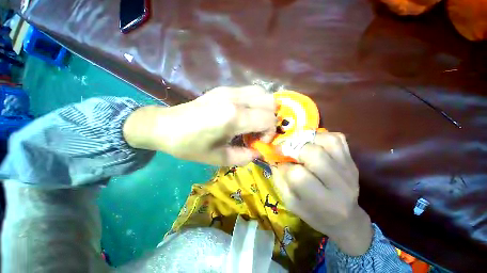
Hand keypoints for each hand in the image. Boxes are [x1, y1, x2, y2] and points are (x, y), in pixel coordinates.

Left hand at [123, 86, 275, 165]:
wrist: (165, 126)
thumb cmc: (189, 145)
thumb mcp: (218, 158)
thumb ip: (244, 157)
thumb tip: (258, 151)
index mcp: (233, 117)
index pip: (268, 119)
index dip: (269, 132)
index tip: (258, 141)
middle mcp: (235, 99)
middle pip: (271, 102)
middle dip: (271, 119)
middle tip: (259, 131)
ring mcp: (229, 90)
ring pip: (262, 93)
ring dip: (264, 109)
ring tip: (254, 122)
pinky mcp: (224, 88)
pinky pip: (250, 92)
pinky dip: (255, 103)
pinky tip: (244, 114)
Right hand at [272, 132, 372, 255]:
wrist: (346, 219)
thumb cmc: (314, 213)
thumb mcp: (291, 202)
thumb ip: (279, 179)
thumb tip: (274, 158)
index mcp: (322, 202)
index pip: (298, 175)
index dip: (284, 166)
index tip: (280, 164)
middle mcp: (339, 184)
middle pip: (314, 154)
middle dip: (295, 149)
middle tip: (288, 151)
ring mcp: (348, 169)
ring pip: (327, 141)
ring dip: (308, 140)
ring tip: (300, 146)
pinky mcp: (352, 161)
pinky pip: (337, 138)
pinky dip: (321, 136)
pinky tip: (314, 143)